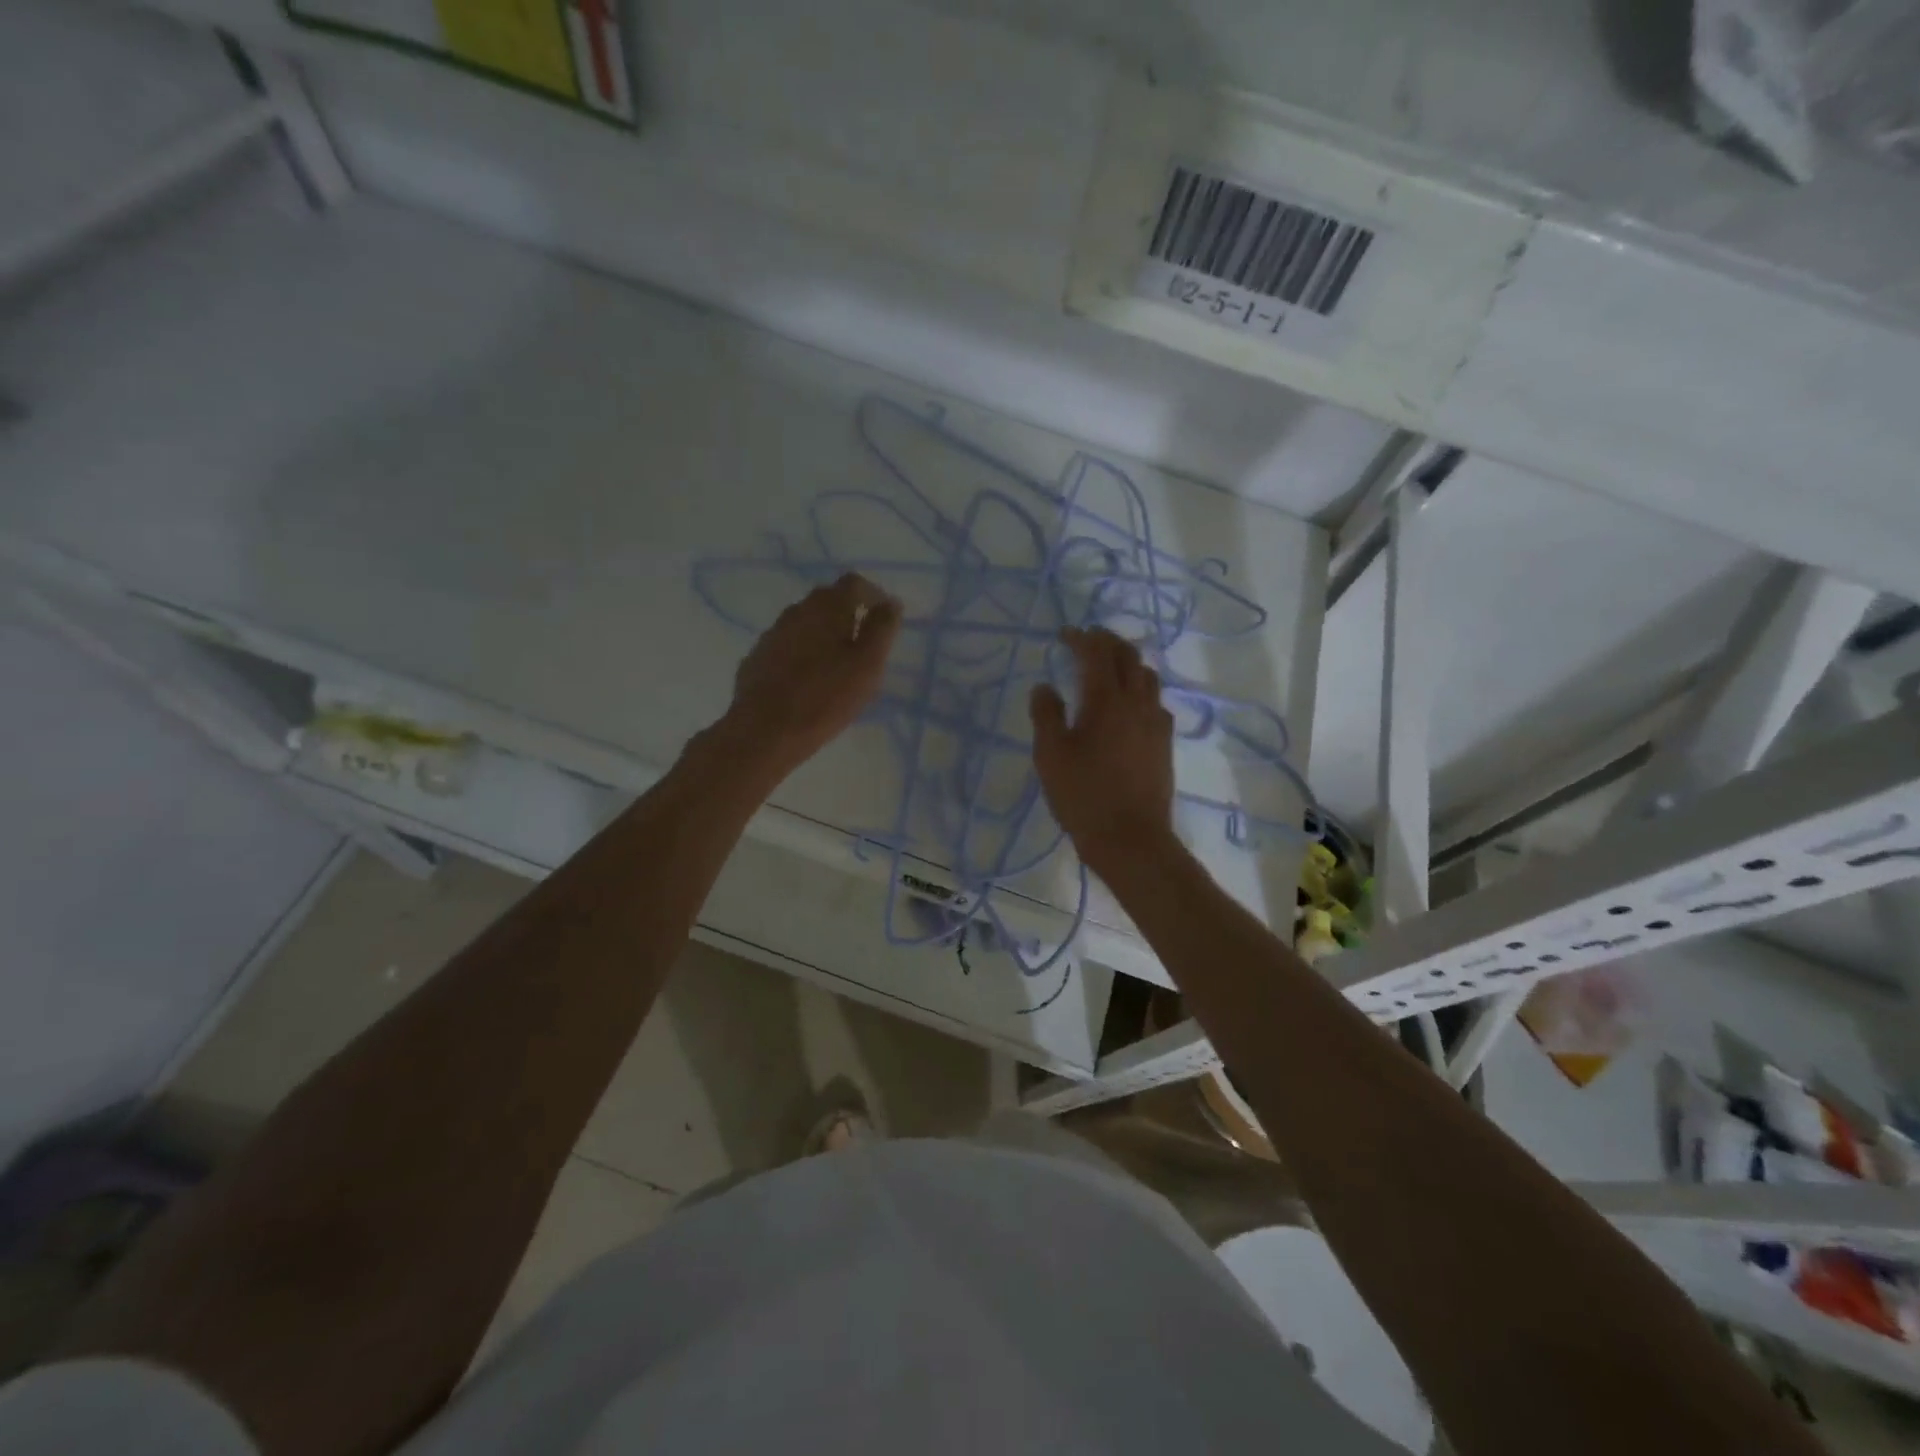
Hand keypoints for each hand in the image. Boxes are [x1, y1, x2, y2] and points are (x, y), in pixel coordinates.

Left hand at [716, 573, 900, 778]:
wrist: (764, 731)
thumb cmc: (825, 697)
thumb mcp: (868, 665)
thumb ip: (882, 629)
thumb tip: (891, 602)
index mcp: (827, 607)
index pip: (854, 583)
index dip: (873, 596)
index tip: (884, 620)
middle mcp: (796, 611)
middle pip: (827, 600)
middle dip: (848, 614)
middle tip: (864, 645)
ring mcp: (772, 634)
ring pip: (805, 623)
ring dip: (823, 634)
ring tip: (836, 666)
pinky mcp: (757, 658)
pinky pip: (786, 646)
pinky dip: (802, 653)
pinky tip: (807, 681)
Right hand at [1030, 627, 1175, 872]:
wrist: (1131, 838)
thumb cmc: (1083, 795)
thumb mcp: (1051, 755)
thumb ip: (1046, 714)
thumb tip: (1045, 686)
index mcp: (1106, 699)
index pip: (1096, 653)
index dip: (1080, 638)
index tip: (1064, 634)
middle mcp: (1137, 702)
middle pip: (1128, 656)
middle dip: (1107, 641)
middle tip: (1088, 639)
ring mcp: (1156, 722)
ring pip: (1147, 676)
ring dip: (1128, 662)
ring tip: (1109, 667)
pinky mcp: (1165, 743)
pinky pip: (1156, 701)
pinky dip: (1140, 688)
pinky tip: (1129, 705)